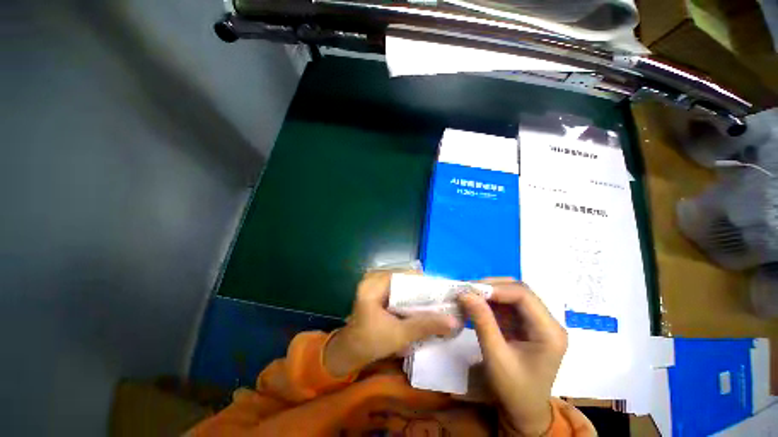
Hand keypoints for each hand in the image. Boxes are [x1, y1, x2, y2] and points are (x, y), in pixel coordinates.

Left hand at [324, 271, 459, 377]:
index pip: (406, 275)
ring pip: (403, 282)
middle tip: (441, 300)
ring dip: (417, 292)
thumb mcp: (400, 335)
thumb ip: (426, 325)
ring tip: (434, 302)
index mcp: (375, 283)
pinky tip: (419, 305)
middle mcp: (374, 277)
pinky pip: (398, 287)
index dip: (426, 283)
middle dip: (423, 289)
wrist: (350, 351)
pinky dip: (409, 295)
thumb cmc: (370, 343)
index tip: (443, 293)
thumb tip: (454, 321)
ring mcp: (375, 282)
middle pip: (406, 277)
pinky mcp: (377, 289)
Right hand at [458, 280, 567, 435]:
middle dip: (492, 287)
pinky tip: (477, 304)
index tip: (471, 290)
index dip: (497, 288)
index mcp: (549, 332)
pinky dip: (491, 302)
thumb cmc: (514, 390)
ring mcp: (538, 322)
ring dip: (490, 293)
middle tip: (468, 290)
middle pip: (519, 291)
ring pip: (512, 294)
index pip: (524, 296)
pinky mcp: (527, 324)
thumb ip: (482, 322)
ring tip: (469, 295)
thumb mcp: (496, 357)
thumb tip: (465, 293)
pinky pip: (508, 304)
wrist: (524, 412)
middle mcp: (548, 322)